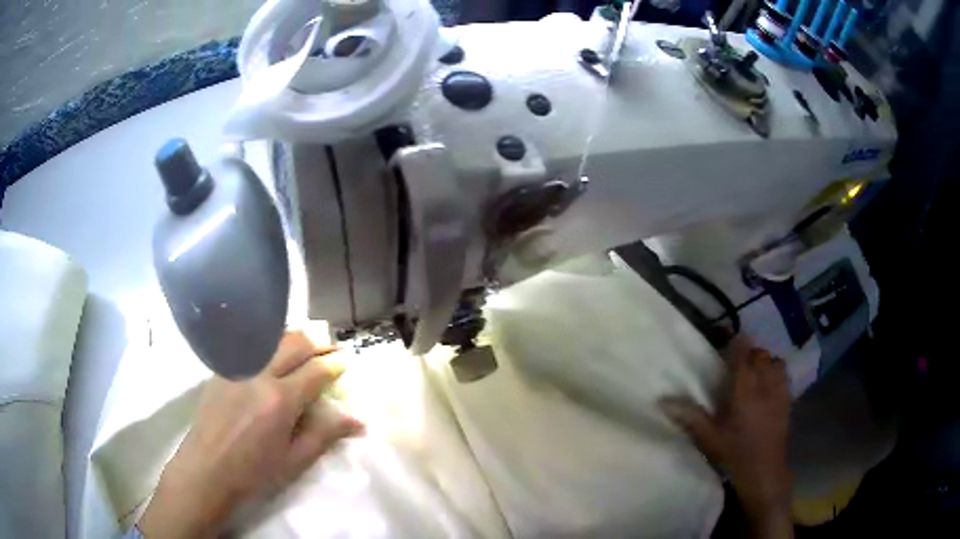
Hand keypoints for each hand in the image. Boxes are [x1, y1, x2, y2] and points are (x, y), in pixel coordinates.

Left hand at [139, 331, 364, 538]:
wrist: (206, 469)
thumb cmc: (254, 473)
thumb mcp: (294, 460)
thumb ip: (325, 434)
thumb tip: (358, 420)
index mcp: (280, 401)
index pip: (316, 369)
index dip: (335, 363)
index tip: (347, 362)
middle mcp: (259, 374)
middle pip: (295, 342)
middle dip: (319, 341)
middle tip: (332, 348)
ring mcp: (237, 366)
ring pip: (272, 337)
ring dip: (295, 337)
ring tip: (308, 346)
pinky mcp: (222, 367)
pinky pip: (252, 345)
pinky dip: (271, 343)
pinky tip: (275, 355)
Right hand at [660, 342, 792, 537]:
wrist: (764, 471)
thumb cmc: (735, 453)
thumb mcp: (709, 438)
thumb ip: (690, 417)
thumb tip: (662, 401)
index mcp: (745, 391)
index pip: (743, 356)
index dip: (737, 343)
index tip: (728, 335)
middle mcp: (765, 385)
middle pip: (760, 355)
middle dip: (749, 353)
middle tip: (737, 362)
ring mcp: (779, 392)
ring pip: (775, 362)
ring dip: (765, 361)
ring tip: (755, 372)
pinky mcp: (788, 401)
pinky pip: (784, 375)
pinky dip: (776, 373)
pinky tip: (769, 385)